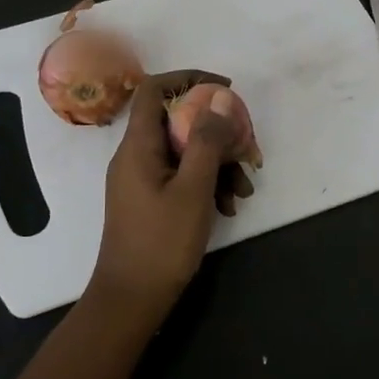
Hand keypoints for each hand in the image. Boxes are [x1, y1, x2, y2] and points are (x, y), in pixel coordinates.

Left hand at [89, 70, 244, 321]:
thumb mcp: (193, 189)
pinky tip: (229, 207)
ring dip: (219, 163)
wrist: (131, 299)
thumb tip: (220, 98)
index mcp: (138, 146)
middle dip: (218, 133)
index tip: (225, 90)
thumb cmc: (161, 243)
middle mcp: (137, 155)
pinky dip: (207, 184)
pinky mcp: (151, 199)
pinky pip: (182, 176)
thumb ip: (207, 140)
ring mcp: (143, 179)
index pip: (154, 89)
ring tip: (244, 192)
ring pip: (185, 152)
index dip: (190, 79)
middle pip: (178, 121)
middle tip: (247, 150)